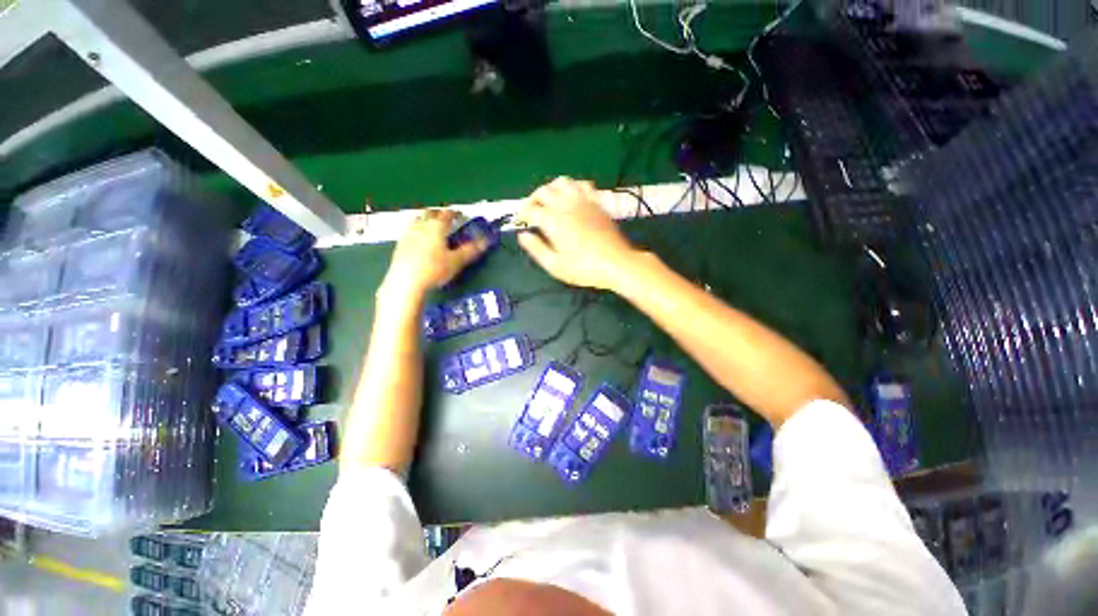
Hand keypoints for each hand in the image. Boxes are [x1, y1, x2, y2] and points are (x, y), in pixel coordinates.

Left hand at [380, 209, 484, 298]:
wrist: (406, 281)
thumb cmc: (435, 269)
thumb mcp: (457, 261)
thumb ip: (470, 250)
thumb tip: (485, 242)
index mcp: (437, 226)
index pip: (447, 214)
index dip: (455, 213)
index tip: (460, 215)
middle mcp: (421, 226)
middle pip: (429, 213)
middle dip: (438, 214)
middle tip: (446, 220)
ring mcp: (408, 234)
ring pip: (417, 221)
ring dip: (425, 221)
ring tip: (432, 229)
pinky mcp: (400, 245)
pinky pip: (410, 232)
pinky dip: (417, 233)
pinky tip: (419, 242)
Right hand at [514, 177, 637, 290]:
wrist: (616, 264)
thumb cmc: (584, 269)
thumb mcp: (555, 265)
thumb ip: (536, 248)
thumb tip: (523, 235)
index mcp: (553, 221)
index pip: (531, 208)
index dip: (522, 213)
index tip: (520, 221)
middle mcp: (566, 205)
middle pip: (544, 191)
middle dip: (533, 199)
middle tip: (532, 211)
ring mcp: (584, 202)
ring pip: (563, 182)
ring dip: (552, 188)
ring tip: (551, 201)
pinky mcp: (597, 203)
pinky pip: (584, 185)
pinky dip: (574, 187)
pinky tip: (573, 198)